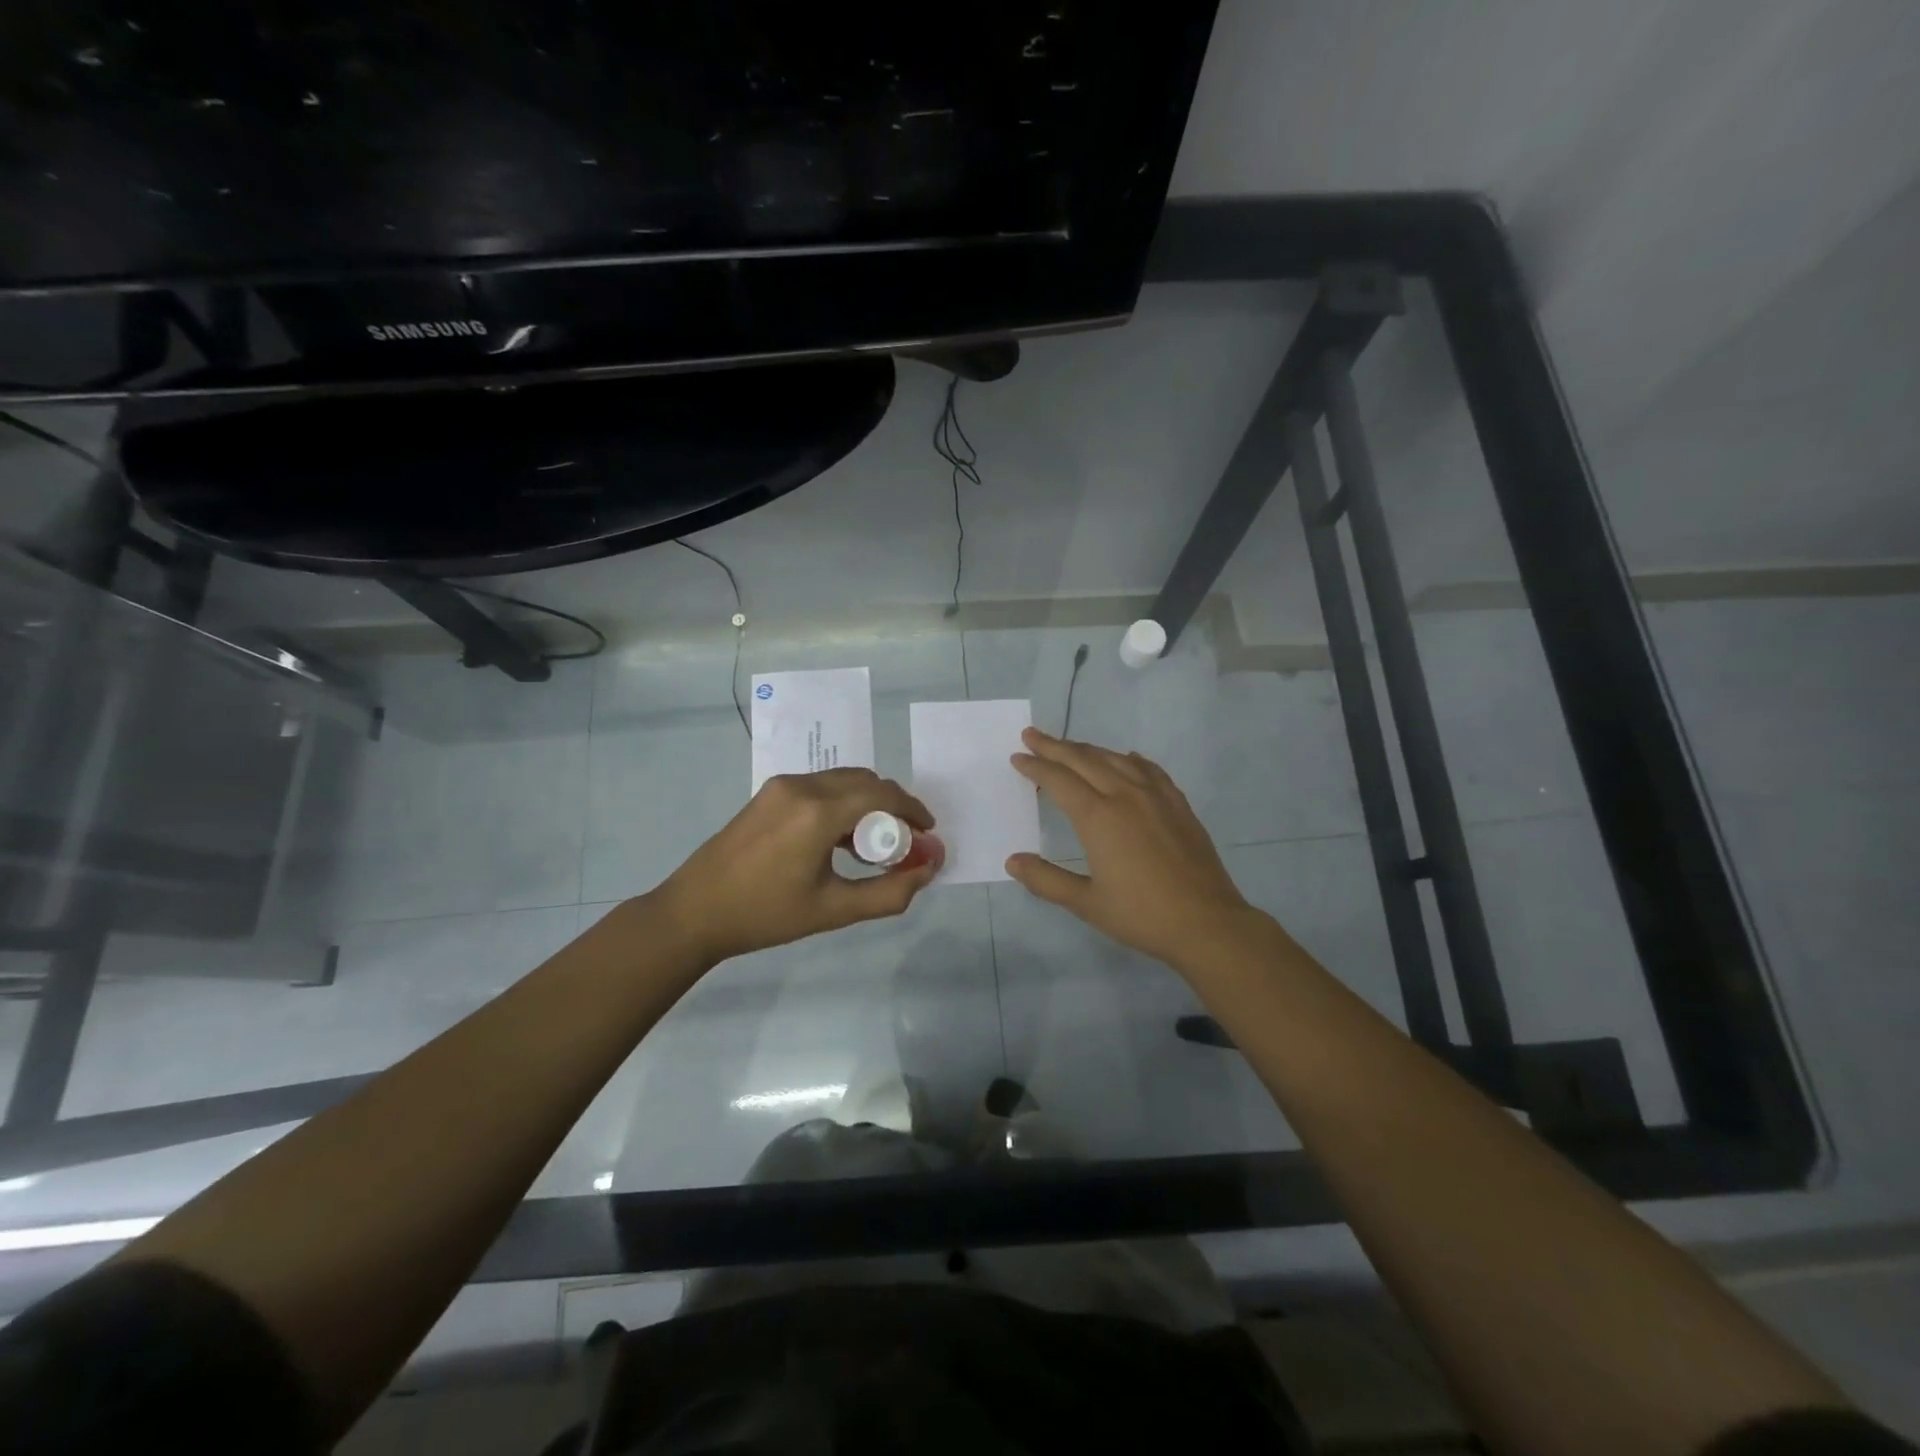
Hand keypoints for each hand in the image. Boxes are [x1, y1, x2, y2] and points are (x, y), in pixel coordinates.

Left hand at [654, 768, 942, 964]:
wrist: (695, 912)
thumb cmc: (766, 915)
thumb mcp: (834, 910)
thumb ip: (889, 892)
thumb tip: (929, 870)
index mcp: (818, 812)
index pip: (882, 794)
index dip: (913, 811)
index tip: (928, 834)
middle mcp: (802, 786)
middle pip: (865, 781)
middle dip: (893, 806)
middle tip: (904, 842)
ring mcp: (782, 786)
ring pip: (843, 780)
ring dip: (867, 803)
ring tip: (873, 845)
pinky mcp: (769, 792)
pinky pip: (821, 786)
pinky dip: (843, 803)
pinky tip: (840, 839)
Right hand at [1007, 728, 1258, 968]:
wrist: (1207, 923)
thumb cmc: (1141, 915)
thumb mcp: (1086, 903)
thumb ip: (1046, 879)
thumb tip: (1012, 861)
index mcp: (1098, 817)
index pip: (1058, 779)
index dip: (1036, 766)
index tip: (1018, 756)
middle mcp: (1125, 796)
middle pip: (1084, 760)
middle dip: (1055, 747)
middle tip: (1032, 735)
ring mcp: (1156, 797)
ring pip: (1116, 759)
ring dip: (1089, 749)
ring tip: (1071, 747)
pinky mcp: (1179, 804)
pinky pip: (1149, 770)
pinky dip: (1130, 759)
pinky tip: (1127, 758)